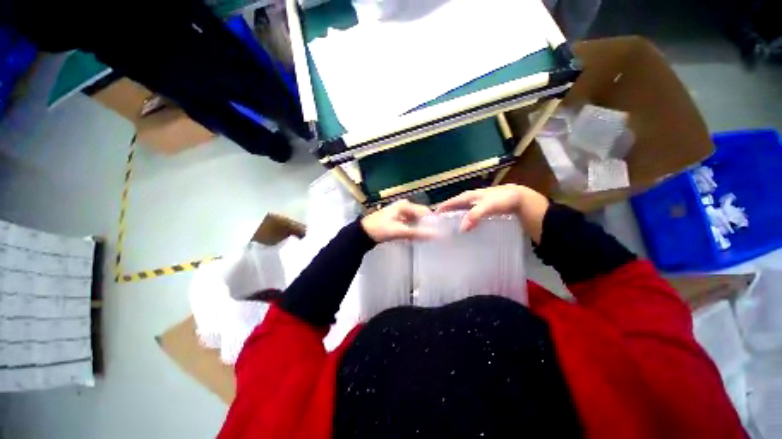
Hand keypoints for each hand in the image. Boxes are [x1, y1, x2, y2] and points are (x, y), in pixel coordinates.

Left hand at [361, 200, 434, 242]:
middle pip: (420, 216)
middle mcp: (404, 206)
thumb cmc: (380, 229)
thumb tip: (436, 235)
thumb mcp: (399, 231)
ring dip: (419, 229)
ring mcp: (400, 213)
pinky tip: (413, 239)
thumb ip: (417, 233)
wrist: (363, 233)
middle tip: (431, 238)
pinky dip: (412, 231)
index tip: (438, 233)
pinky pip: (409, 224)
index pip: (425, 212)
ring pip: (415, 221)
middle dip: (425, 226)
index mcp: (405, 205)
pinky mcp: (397, 220)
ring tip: (423, 239)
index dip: (432, 222)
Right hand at [435, 185, 548, 242]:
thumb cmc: (502, 200)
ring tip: (447, 232)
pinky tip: (464, 231)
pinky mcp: (482, 212)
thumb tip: (460, 229)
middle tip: (437, 229)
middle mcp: (469, 200)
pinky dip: (464, 223)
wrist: (520, 200)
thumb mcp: (487, 206)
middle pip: (453, 208)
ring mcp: (475, 206)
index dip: (440, 210)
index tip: (430, 220)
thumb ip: (474, 215)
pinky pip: (469, 217)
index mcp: (467, 196)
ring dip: (454, 220)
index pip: (449, 203)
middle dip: (445, 216)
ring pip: (460, 213)